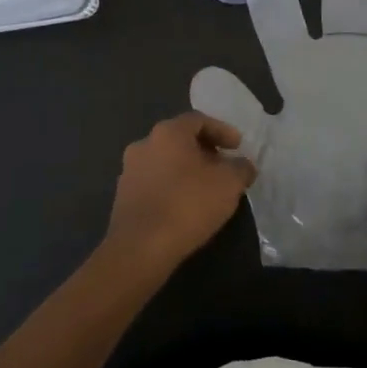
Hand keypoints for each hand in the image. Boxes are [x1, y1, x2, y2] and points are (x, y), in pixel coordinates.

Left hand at [102, 113, 256, 275]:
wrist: (140, 248)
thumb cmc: (188, 205)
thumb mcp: (229, 184)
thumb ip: (241, 168)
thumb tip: (243, 166)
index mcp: (168, 133)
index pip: (198, 120)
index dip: (222, 130)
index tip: (237, 146)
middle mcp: (144, 144)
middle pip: (180, 140)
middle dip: (204, 150)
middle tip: (224, 166)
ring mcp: (129, 171)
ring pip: (165, 162)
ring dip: (187, 170)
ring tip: (207, 188)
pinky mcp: (123, 197)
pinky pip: (154, 183)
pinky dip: (172, 187)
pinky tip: (186, 206)